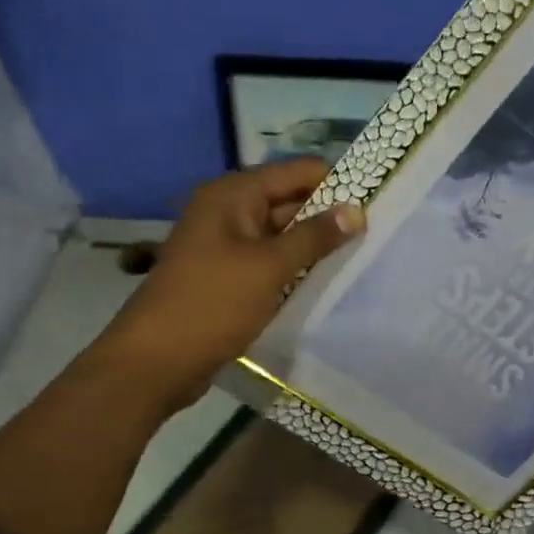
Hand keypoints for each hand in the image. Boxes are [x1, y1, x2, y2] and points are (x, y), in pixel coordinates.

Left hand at [93, 159, 364, 410]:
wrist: (155, 362)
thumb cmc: (212, 304)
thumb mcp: (269, 267)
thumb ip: (315, 236)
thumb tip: (357, 210)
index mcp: (233, 195)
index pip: (297, 172)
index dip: (337, 181)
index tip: (377, 201)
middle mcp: (229, 211)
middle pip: (290, 200)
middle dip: (329, 215)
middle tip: (377, 233)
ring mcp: (226, 245)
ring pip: (282, 234)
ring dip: (314, 246)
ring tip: (361, 256)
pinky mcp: (228, 276)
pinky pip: (270, 261)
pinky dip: (295, 268)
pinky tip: (327, 281)